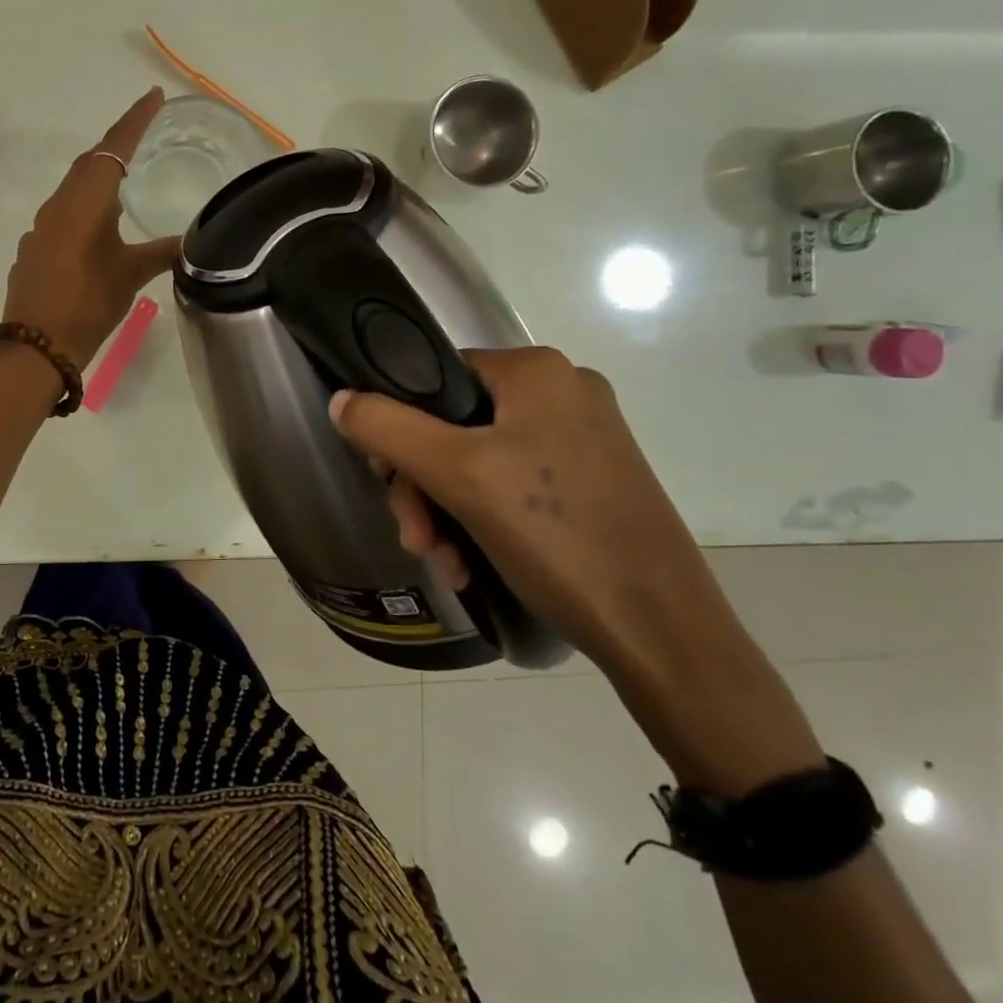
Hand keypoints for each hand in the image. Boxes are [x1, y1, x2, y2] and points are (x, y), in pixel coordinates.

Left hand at [1, 89, 178, 369]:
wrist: (36, 346)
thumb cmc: (88, 303)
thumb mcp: (131, 275)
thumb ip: (162, 252)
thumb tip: (192, 242)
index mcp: (84, 201)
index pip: (113, 148)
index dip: (135, 120)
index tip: (154, 96)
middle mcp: (58, 205)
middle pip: (90, 163)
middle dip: (117, 145)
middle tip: (144, 135)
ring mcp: (41, 227)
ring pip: (74, 190)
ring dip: (98, 180)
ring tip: (126, 184)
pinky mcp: (34, 249)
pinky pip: (62, 216)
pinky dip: (83, 210)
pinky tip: (96, 231)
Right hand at [329, 348, 822, 792]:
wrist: (662, 632)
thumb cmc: (556, 535)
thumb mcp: (457, 475)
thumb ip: (387, 428)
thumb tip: (340, 399)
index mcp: (536, 371)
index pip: (435, 375)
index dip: (398, 424)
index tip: (386, 479)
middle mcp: (563, 392)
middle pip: (454, 424)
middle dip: (423, 485)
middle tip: (416, 538)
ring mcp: (583, 439)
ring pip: (479, 461)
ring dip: (446, 511)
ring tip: (444, 563)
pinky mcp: (592, 482)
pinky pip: (513, 486)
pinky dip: (482, 521)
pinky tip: (471, 566)